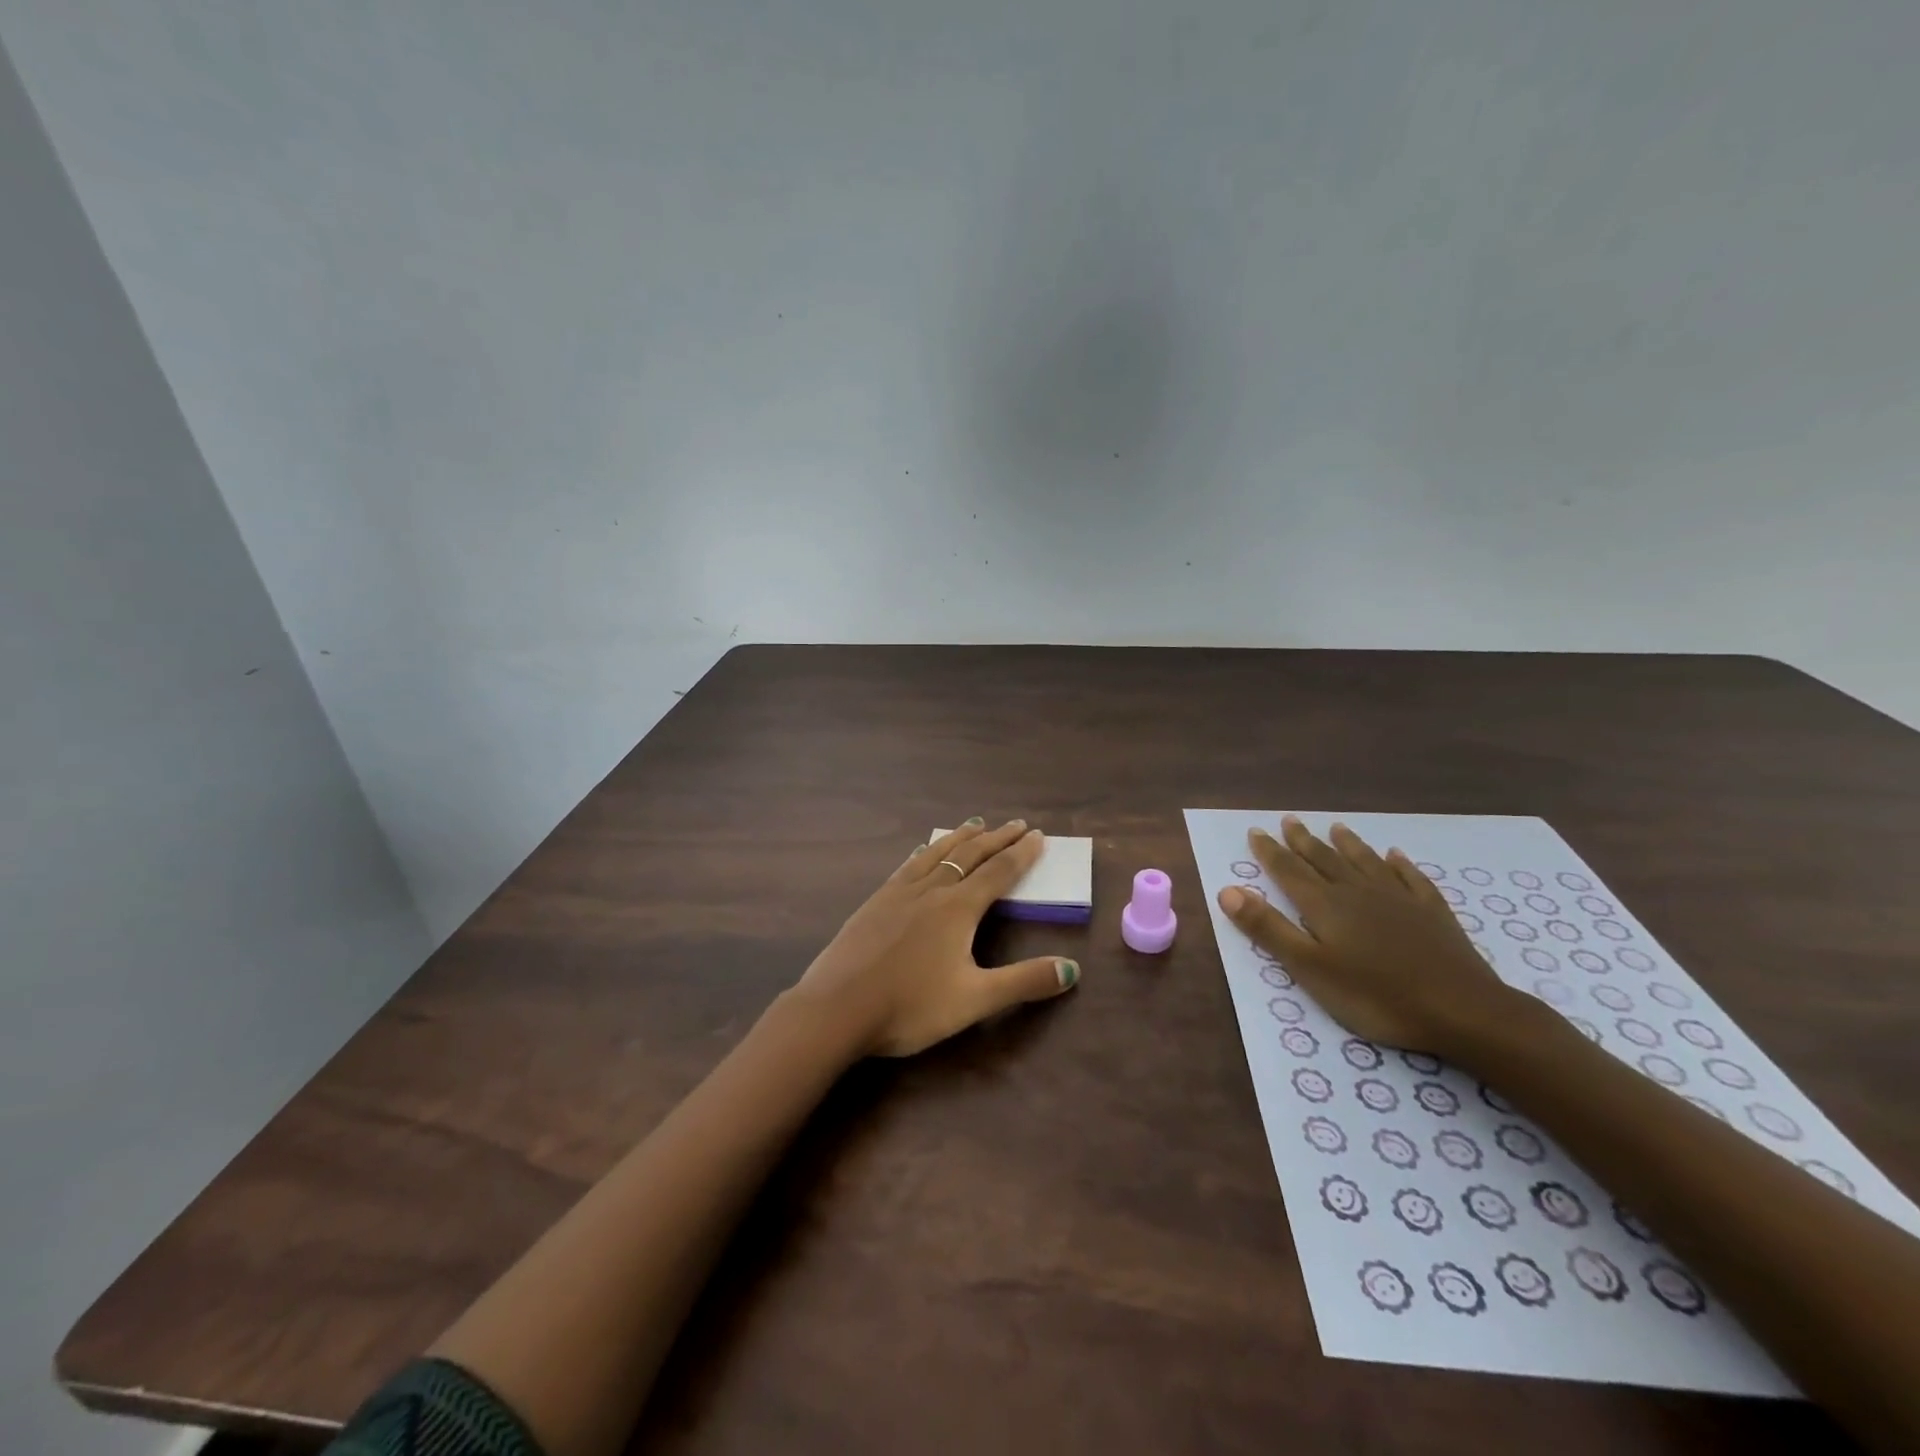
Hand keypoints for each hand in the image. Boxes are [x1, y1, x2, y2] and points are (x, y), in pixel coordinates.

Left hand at [788, 818, 1079, 1057]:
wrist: (837, 1008)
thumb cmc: (910, 1007)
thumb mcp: (974, 1000)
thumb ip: (1024, 982)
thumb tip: (1072, 968)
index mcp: (958, 909)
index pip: (998, 872)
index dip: (1021, 854)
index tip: (1037, 835)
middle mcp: (931, 890)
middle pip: (970, 855)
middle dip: (997, 838)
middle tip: (1017, 823)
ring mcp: (898, 892)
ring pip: (937, 854)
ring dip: (961, 837)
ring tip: (975, 823)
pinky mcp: (875, 901)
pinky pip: (908, 865)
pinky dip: (925, 852)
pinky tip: (922, 851)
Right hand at [1215, 816, 1516, 1055]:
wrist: (1463, 1010)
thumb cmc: (1376, 996)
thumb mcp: (1310, 968)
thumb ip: (1268, 928)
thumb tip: (1227, 889)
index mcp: (1325, 906)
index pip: (1288, 871)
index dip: (1270, 851)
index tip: (1255, 831)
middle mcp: (1358, 892)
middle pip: (1325, 860)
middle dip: (1303, 841)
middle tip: (1289, 820)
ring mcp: (1399, 899)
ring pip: (1366, 862)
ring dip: (1348, 844)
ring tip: (1336, 827)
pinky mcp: (1433, 913)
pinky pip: (1411, 878)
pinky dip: (1400, 864)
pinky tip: (1396, 856)